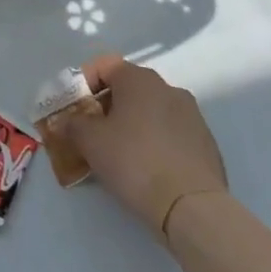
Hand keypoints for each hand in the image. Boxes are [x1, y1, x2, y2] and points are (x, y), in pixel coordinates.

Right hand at [55, 55, 226, 235]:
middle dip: (106, 106)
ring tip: (118, 153)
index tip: (73, 108)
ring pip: (151, 110)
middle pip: (128, 88)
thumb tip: (65, 122)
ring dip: (131, 124)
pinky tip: (147, 168)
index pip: (104, 65)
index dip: (83, 83)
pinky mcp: (205, 142)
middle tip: (91, 132)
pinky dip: (154, 141)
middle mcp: (169, 88)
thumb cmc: (134, 161)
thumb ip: (73, 125)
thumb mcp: (91, 142)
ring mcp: (192, 115)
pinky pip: (170, 133)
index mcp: (140, 79)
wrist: (192, 206)